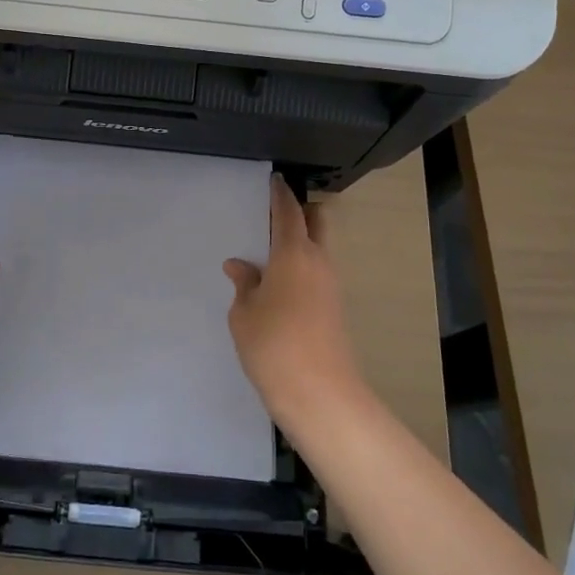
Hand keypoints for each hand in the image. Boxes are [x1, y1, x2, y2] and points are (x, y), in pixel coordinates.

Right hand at [223, 177, 366, 431]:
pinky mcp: (334, 309)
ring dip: (301, 242)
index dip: (281, 194)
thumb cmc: (274, 345)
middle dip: (301, 212)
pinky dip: (301, 267)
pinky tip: (279, 284)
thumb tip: (240, 267)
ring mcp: (331, 286)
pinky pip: (317, 273)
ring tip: (269, 253)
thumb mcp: (244, 313)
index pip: (289, 212)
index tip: (275, 180)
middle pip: (317, 223)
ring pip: (319, 250)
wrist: (320, 394)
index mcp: (294, 253)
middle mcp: (319, 262)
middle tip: (275, 214)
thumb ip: (244, 284)